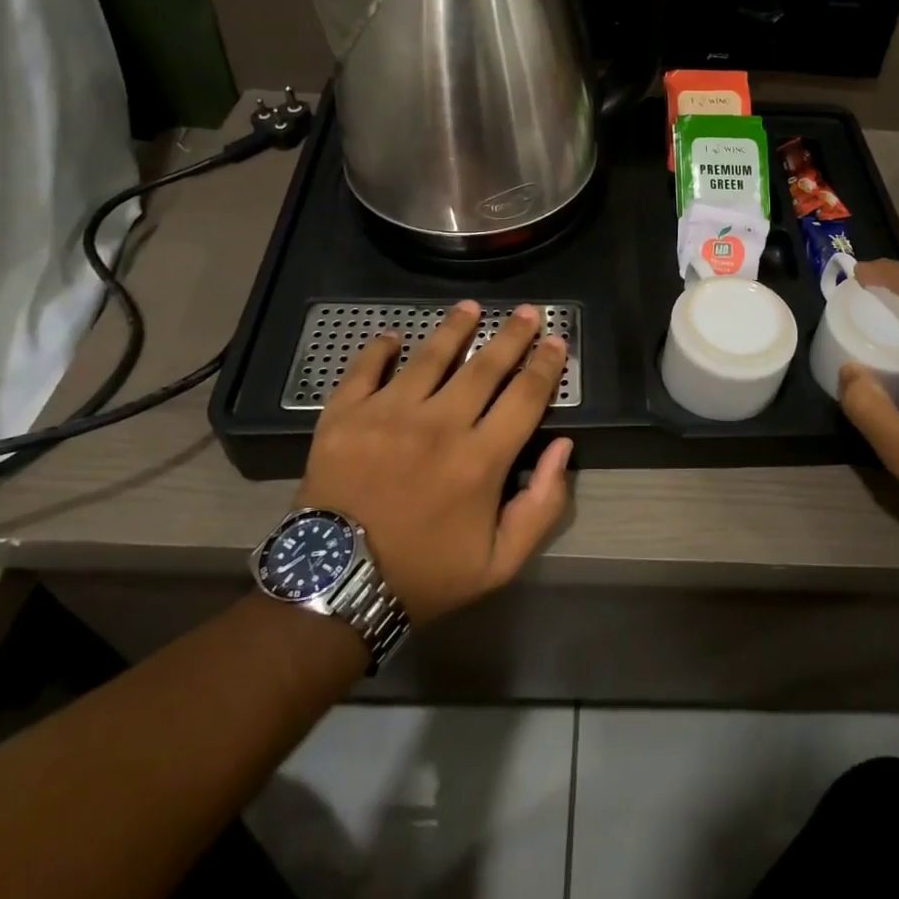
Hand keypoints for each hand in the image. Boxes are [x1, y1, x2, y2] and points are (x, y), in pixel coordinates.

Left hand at [295, 301, 572, 623]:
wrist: (335, 590)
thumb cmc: (424, 575)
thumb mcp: (499, 563)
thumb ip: (541, 506)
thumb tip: (563, 447)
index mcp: (480, 459)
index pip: (525, 396)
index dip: (546, 365)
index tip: (557, 342)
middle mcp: (438, 425)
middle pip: (485, 366)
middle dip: (512, 335)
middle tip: (528, 312)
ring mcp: (387, 416)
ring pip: (430, 356)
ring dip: (455, 328)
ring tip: (470, 307)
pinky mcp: (344, 417)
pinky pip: (364, 369)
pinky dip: (380, 349)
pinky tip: (393, 336)